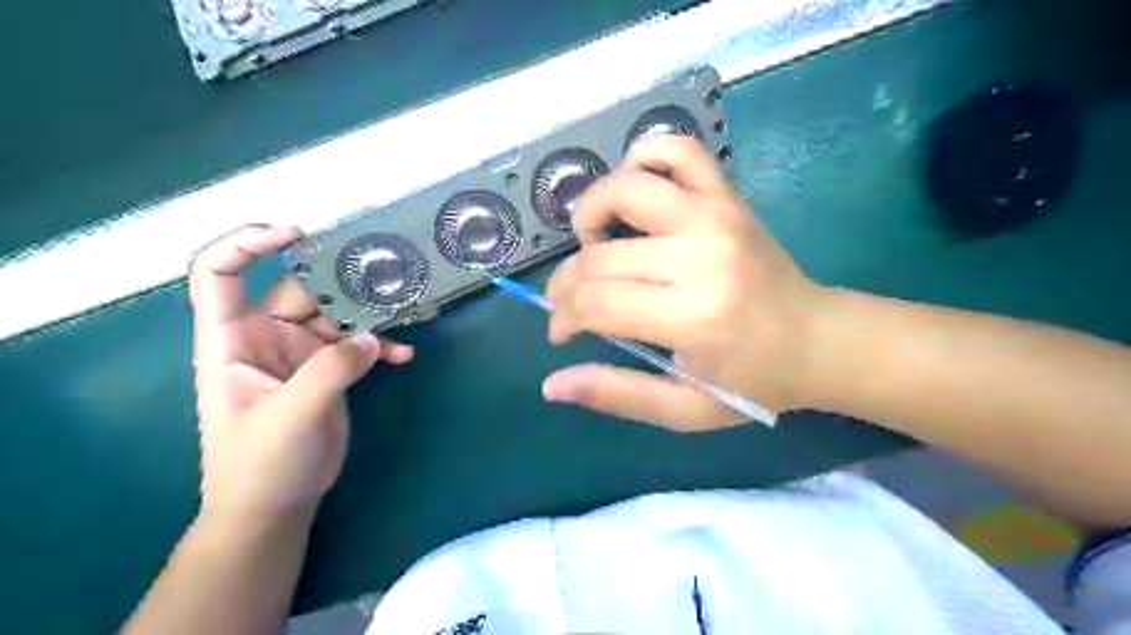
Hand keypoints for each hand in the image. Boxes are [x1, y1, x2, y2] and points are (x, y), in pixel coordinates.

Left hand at [186, 227, 414, 523]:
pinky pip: (359, 345)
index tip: (295, 234)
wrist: (276, 505)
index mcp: (232, 340)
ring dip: (373, 313)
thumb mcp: (290, 416)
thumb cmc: (260, 464)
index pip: (219, 274)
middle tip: (389, 274)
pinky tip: (405, 354)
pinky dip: (382, 345)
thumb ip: (329, 372)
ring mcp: (301, 353)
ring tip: (411, 309)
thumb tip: (370, 339)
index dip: (247, 244)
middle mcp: (266, 337)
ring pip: (339, 315)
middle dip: (343, 282)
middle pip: (302, 291)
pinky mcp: (330, 370)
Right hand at [543, 134, 827, 429]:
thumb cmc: (752, 382)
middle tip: (569, 304)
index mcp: (691, 316)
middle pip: (599, 256)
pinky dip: (642, 159)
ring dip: (591, 212)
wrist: (818, 340)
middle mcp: (699, 255)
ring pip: (625, 187)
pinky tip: (633, 194)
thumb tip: (552, 385)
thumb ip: (617, 395)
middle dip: (566, 283)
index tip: (562, 332)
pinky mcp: (727, 196)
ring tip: (593, 243)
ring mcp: (715, 215)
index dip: (563, 318)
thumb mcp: (684, 409)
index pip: (595, 303)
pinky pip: (675, 150)